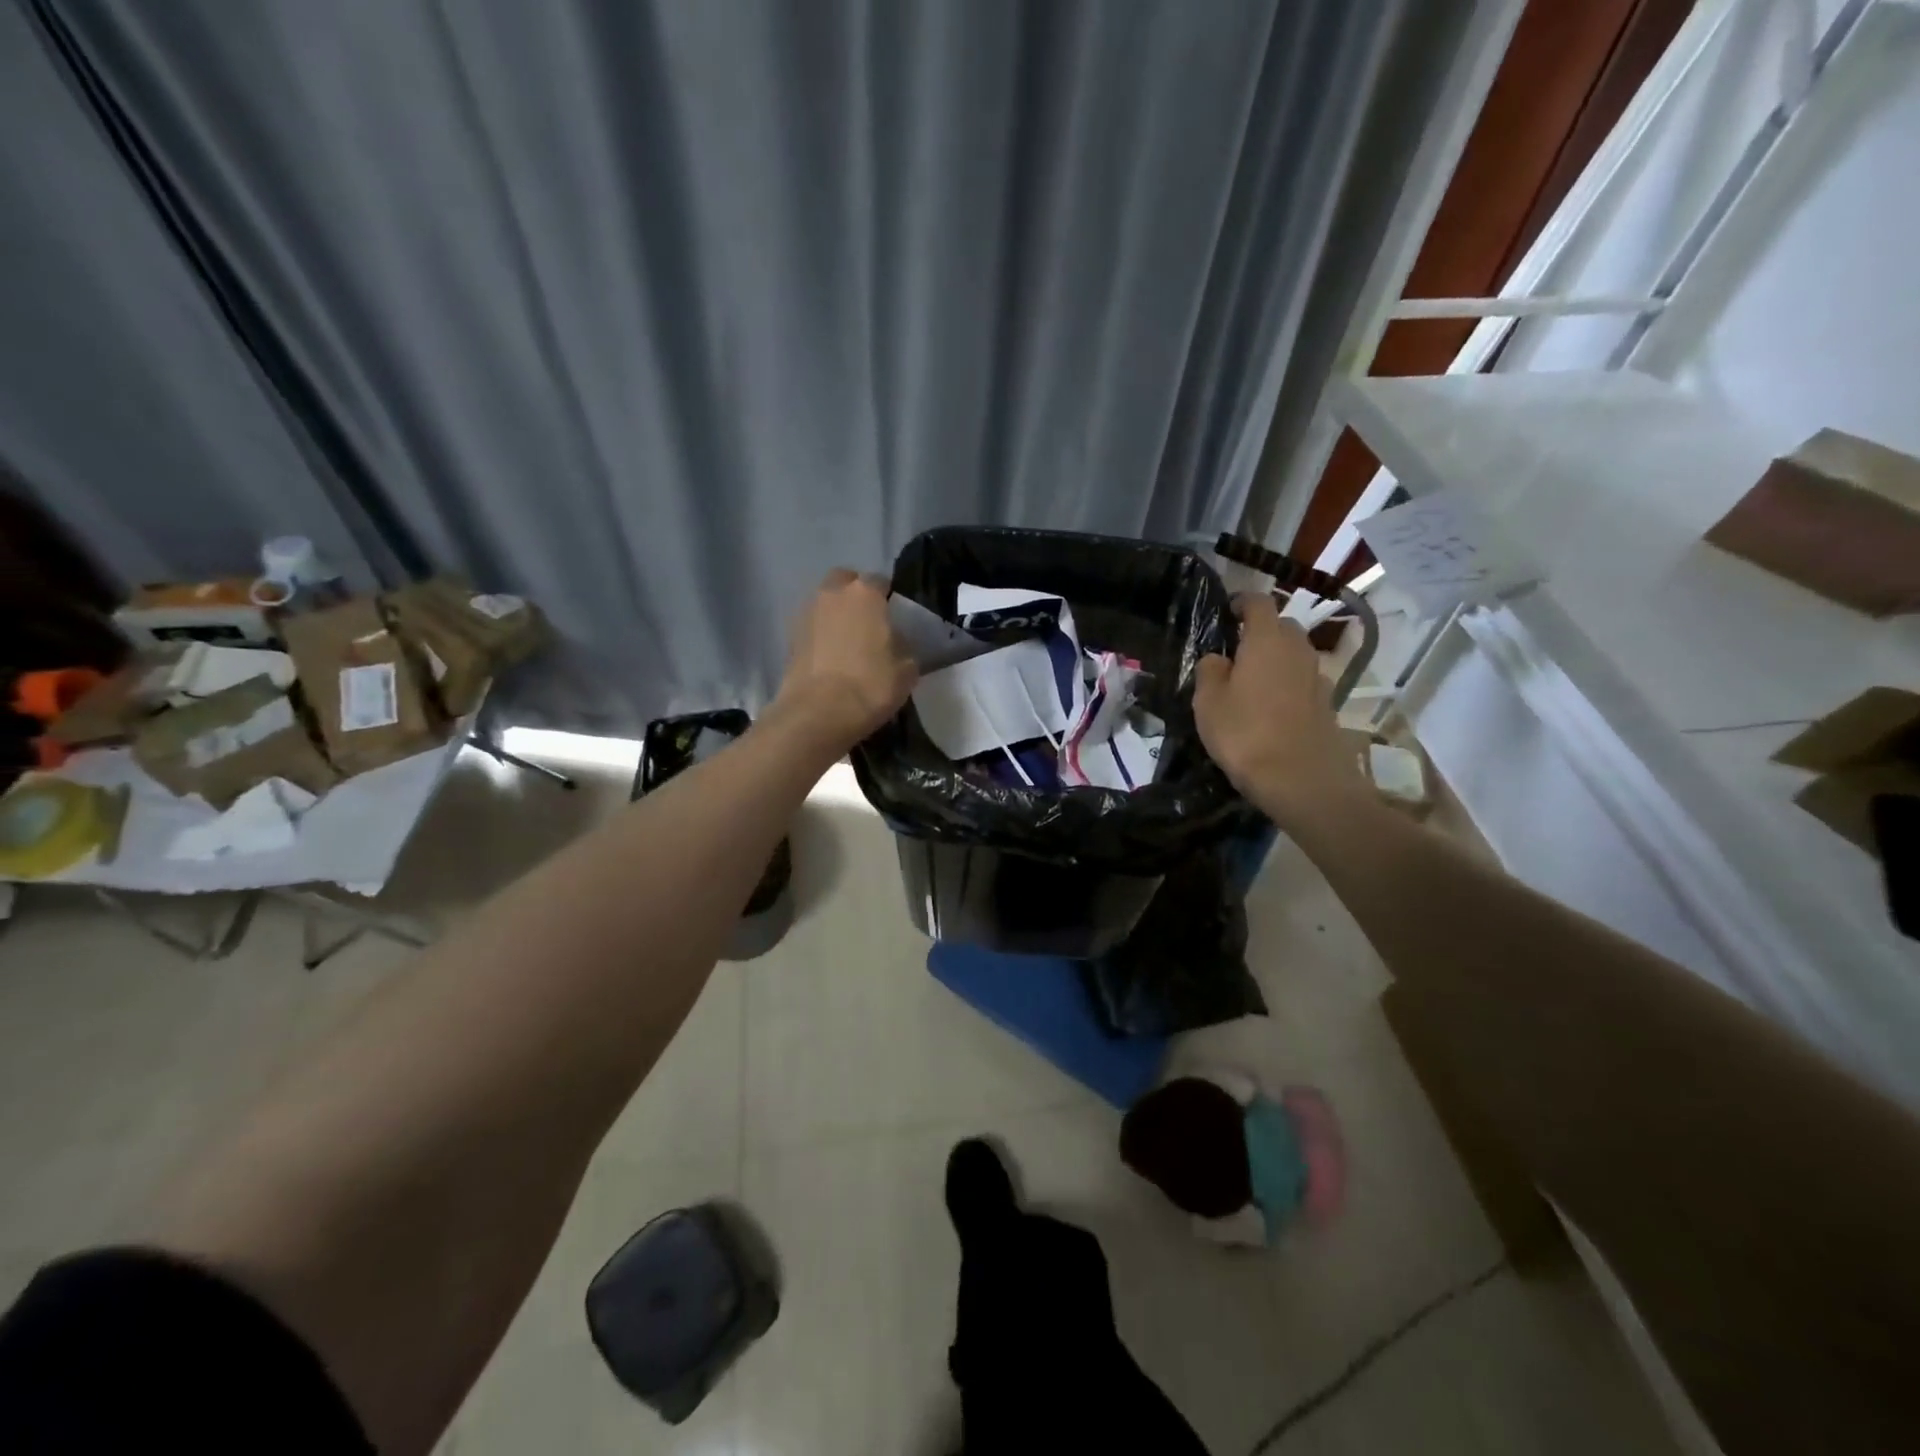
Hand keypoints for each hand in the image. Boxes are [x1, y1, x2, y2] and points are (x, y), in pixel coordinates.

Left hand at [770, 568, 918, 752]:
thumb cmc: (870, 686)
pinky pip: (812, 625)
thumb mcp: (907, 669)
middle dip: (856, 594)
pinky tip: (831, 656)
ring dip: (836, 613)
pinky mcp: (789, 637)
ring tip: (848, 640)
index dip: (888, 597)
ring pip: (825, 602)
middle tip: (868, 621)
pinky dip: (821, 634)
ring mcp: (806, 613)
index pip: (880, 581)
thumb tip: (896, 641)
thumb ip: (904, 646)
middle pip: (845, 582)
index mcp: (865, 593)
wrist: (817, 714)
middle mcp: (833, 593)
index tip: (894, 616)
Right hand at [1194, 594, 1365, 826]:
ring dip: (1275, 660)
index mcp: (1266, 639)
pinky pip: (1303, 681)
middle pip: (1281, 627)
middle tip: (1235, 652)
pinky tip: (1271, 708)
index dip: (1241, 602)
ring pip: (1294, 654)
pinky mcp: (1327, 702)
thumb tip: (1217, 658)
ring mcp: (1318, 676)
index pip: (1258, 603)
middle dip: (1260, 632)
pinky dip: (1287, 684)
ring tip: (1251, 682)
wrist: (1301, 779)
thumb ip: (1209, 671)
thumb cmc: (1245, 733)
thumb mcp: (1208, 702)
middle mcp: (1297, 649)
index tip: (1227, 612)